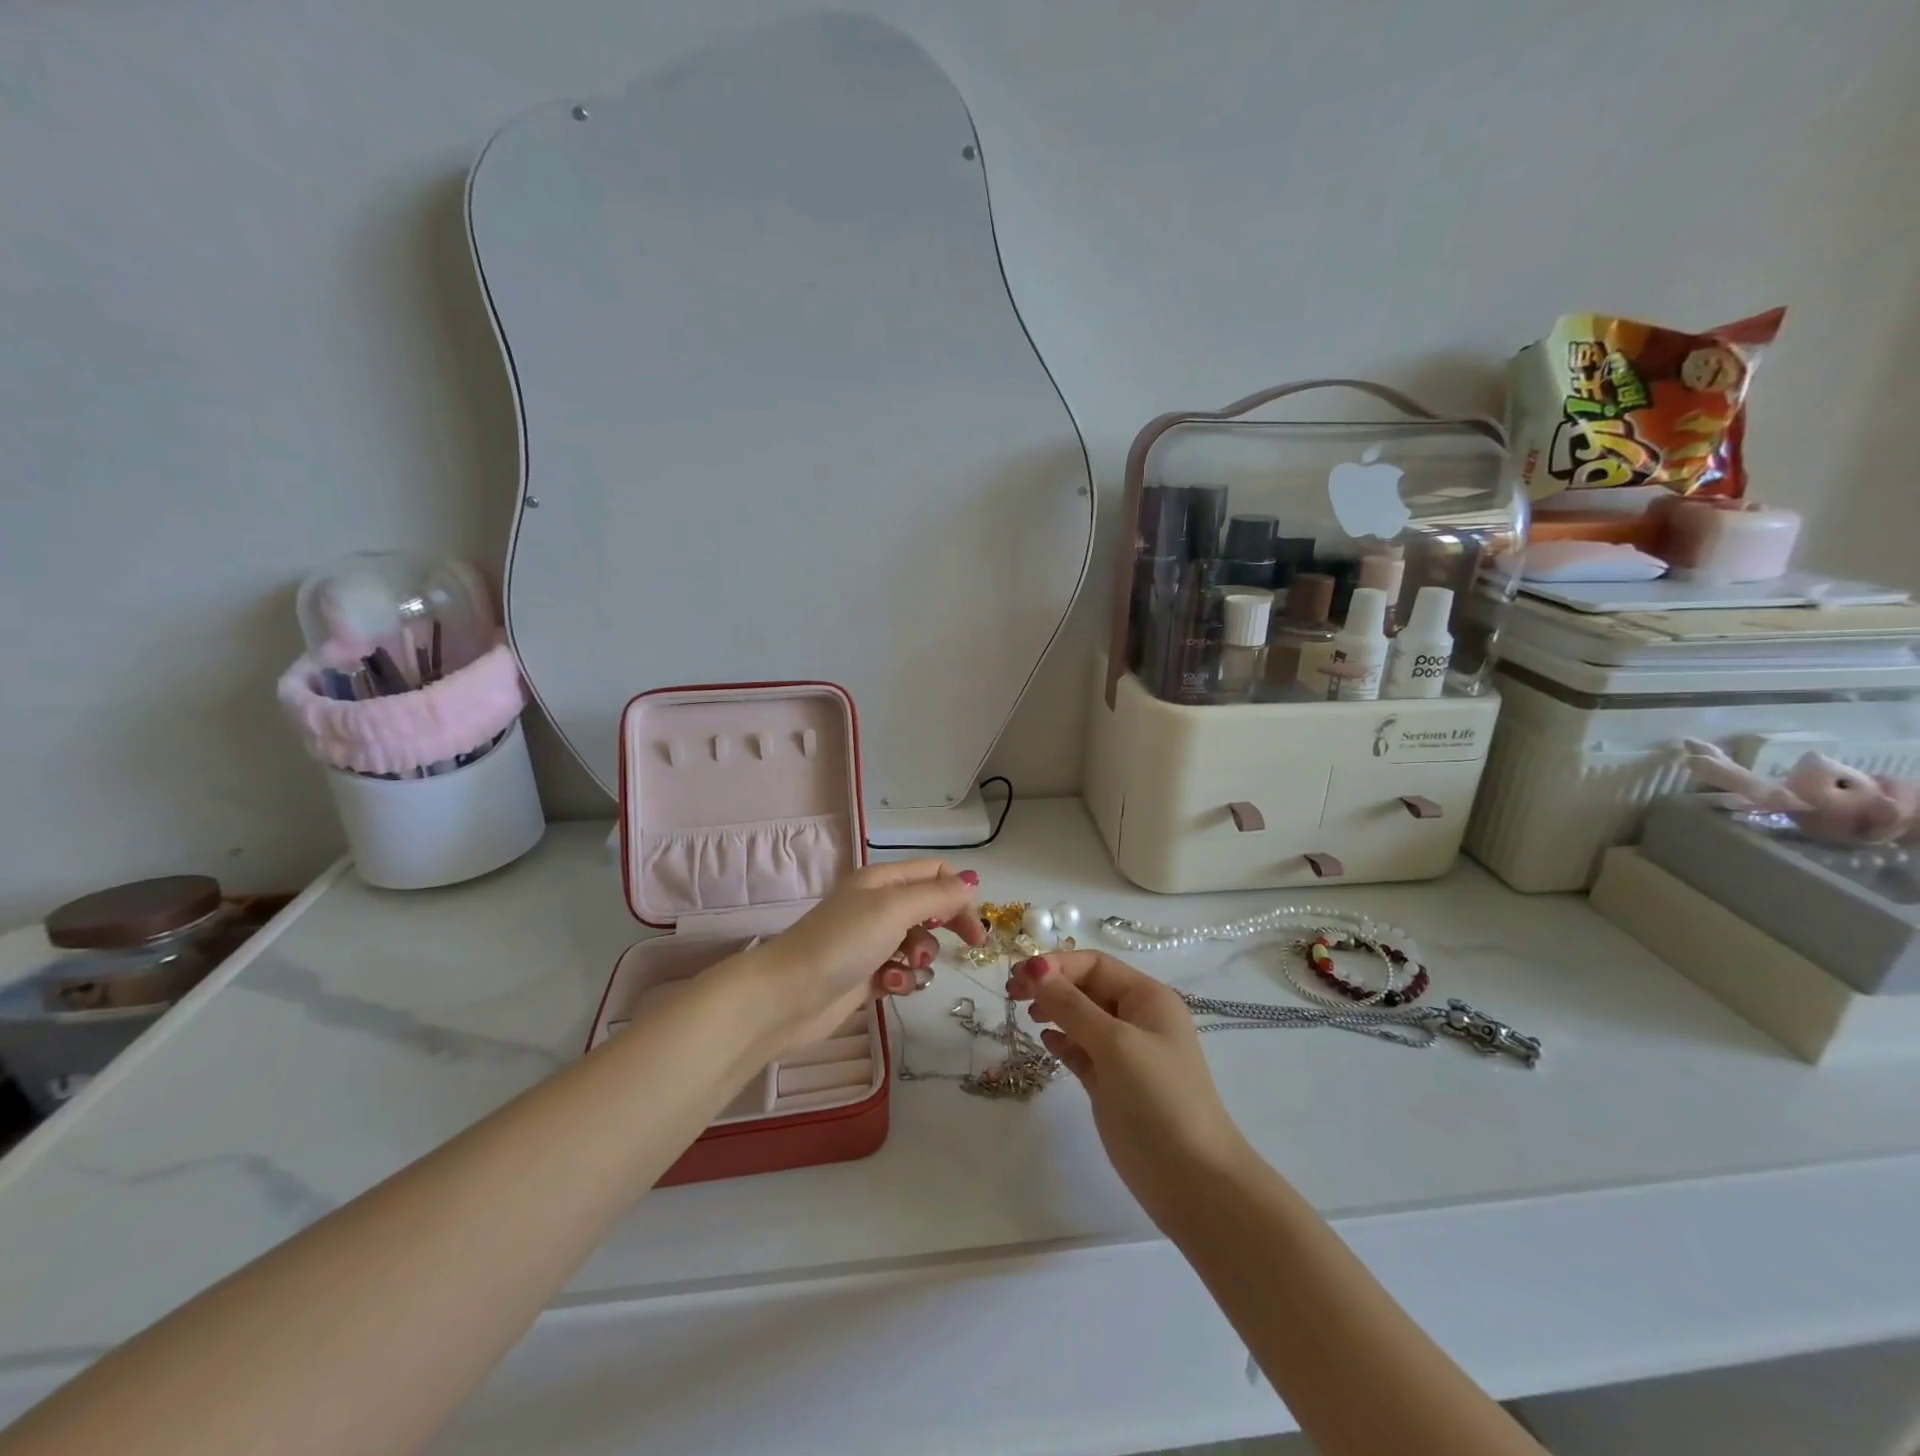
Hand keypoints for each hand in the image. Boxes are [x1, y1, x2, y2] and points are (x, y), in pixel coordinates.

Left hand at [744, 859, 985, 1047]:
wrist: (786, 997)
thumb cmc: (842, 942)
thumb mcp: (894, 908)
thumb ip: (937, 896)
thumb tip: (972, 882)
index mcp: (882, 880)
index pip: (935, 873)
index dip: (960, 893)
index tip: (976, 924)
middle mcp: (877, 906)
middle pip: (930, 909)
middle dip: (946, 927)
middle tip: (967, 946)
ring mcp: (870, 943)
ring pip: (918, 946)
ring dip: (920, 960)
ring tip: (903, 970)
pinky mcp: (865, 977)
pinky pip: (900, 974)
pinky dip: (900, 982)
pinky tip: (887, 989)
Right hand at [1009, 950, 1248, 1229]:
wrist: (1192, 1180)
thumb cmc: (1159, 1098)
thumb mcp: (1115, 1043)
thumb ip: (1072, 1006)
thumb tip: (1034, 968)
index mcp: (1147, 998)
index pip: (1095, 965)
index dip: (1057, 965)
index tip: (1019, 976)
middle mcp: (1136, 1018)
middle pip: (1086, 987)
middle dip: (1050, 985)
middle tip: (1012, 994)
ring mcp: (1124, 1052)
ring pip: (1080, 1018)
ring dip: (1053, 1010)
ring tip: (1026, 1015)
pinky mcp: (1111, 1083)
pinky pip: (1080, 1049)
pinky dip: (1061, 1041)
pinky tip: (1045, 1041)